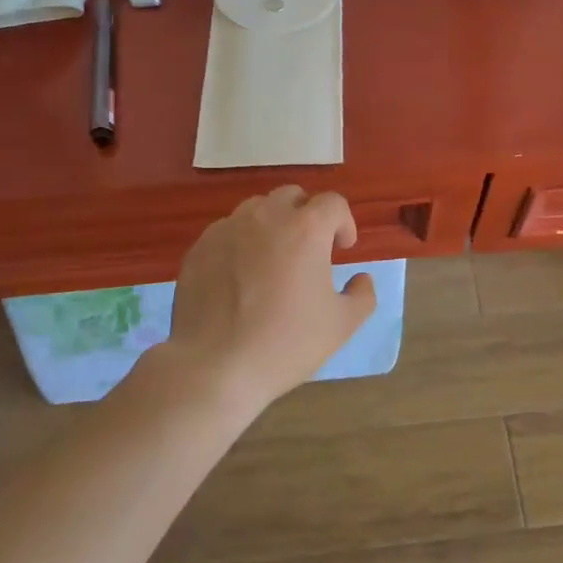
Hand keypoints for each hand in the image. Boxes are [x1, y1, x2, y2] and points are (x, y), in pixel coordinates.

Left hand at [141, 186, 376, 419]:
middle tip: (310, 250)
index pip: (333, 203)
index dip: (344, 222)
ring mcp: (227, 229)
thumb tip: (361, 278)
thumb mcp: (342, 325)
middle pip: (293, 196)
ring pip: (256, 209)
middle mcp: (265, 216)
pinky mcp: (199, 247)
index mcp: (306, 228)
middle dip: (307, 215)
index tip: (342, 249)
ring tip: (273, 261)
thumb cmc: (286, 343)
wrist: (214, 366)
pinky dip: (241, 243)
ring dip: (273, 225)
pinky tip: (240, 279)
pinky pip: (227, 231)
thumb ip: (362, 295)